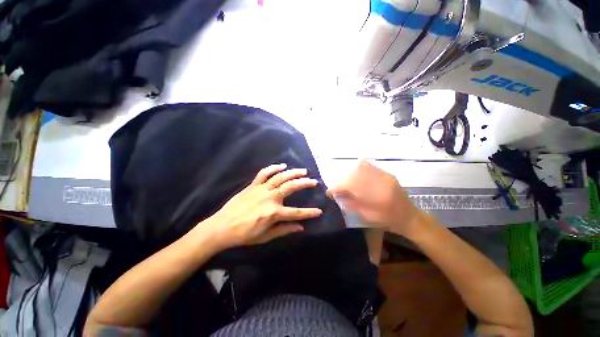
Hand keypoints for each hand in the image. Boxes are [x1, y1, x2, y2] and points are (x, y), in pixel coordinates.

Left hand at [204, 163, 321, 249]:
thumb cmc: (244, 234)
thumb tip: (301, 228)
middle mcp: (270, 198)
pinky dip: (273, 168)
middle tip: (314, 181)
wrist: (222, 227)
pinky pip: (264, 173)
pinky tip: (282, 165)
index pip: (297, 213)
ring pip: (280, 177)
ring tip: (303, 171)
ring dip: (293, 173)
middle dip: (305, 183)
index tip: (319, 211)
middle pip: (291, 187)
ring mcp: (261, 189)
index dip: (309, 212)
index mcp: (274, 213)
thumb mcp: (266, 236)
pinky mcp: (253, 185)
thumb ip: (284, 230)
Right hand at [327, 160, 421, 237]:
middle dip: (342, 181)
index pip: (352, 187)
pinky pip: (369, 166)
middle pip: (355, 176)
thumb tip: (338, 195)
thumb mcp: (369, 217)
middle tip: (337, 188)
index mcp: (377, 196)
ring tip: (346, 182)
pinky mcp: (387, 173)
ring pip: (361, 168)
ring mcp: (385, 175)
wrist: (410, 217)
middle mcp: (381, 182)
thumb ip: (352, 204)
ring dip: (350, 174)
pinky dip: (359, 169)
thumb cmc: (389, 221)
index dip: (338, 188)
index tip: (329, 192)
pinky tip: (355, 174)